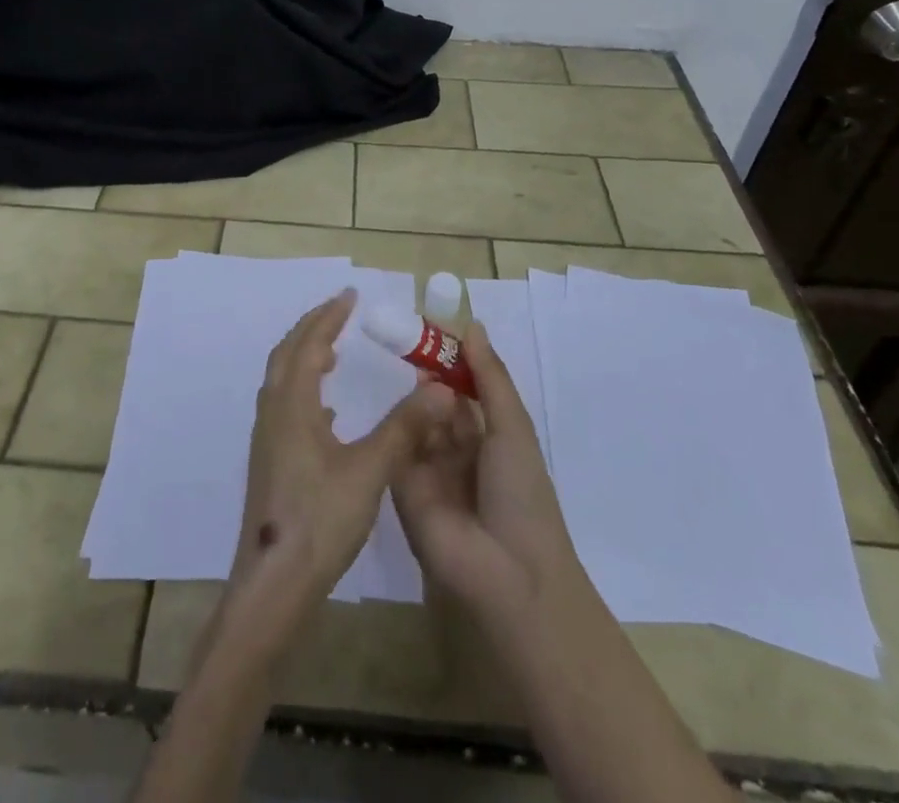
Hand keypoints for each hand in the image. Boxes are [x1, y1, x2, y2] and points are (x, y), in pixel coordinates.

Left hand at [225, 289, 454, 640]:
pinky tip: (328, 414)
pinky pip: (285, 406)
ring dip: (304, 357)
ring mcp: (268, 439)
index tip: (350, 295)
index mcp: (292, 405)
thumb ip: (404, 428)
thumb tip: (439, 387)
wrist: (273, 584)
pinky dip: (304, 390)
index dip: (329, 316)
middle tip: (340, 312)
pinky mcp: (270, 462)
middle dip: (312, 328)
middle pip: (287, 354)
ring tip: (333, 353)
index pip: (309, 344)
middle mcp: (274, 413)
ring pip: (282, 380)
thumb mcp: (369, 471)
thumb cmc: (320, 521)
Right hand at [392, 321, 582, 623]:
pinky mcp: (401, 487)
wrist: (507, 574)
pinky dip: (392, 421)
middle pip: (436, 401)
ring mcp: (428, 468)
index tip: (427, 324)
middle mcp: (457, 449)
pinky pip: (394, 446)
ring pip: (414, 420)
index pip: (465, 387)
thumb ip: (489, 377)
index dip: (450, 358)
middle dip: (423, 372)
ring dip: (410, 395)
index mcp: (489, 436)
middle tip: (399, 333)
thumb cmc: (521, 493)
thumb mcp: (511, 427)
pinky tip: (376, 390)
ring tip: (391, 356)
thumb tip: (471, 325)